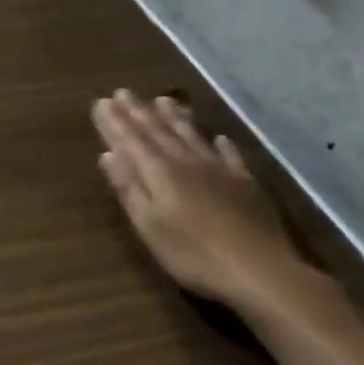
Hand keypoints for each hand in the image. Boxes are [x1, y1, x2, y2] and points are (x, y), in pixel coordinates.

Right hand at [91, 89, 321, 316]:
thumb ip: (129, 187)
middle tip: (123, 92)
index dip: (114, 121)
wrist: (262, 272)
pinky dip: (221, 144)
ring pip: (191, 136)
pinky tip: (219, 137)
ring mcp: (220, 171)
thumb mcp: (149, 225)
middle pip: (158, 131)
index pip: (131, 140)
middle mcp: (187, 162)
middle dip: (138, 112)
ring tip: (163, 99)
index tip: (101, 102)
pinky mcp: (246, 184)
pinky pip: (230, 156)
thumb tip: (107, 154)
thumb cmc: (194, 254)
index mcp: (159, 172)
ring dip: (174, 117)